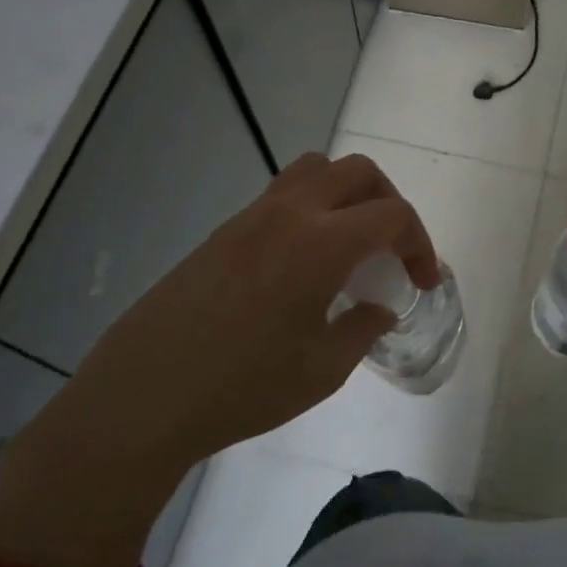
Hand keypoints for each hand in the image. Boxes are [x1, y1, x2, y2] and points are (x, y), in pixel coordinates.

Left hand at [0, 152, 436, 566]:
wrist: (143, 396)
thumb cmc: (242, 388)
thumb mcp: (322, 370)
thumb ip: (363, 329)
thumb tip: (379, 309)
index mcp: (321, 244)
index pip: (392, 214)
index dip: (420, 243)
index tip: (423, 281)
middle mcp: (290, 214)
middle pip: (358, 172)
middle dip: (389, 202)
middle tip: (393, 249)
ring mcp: (251, 217)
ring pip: (315, 170)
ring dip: (347, 194)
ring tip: (350, 242)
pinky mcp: (223, 231)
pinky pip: (281, 195)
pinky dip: (311, 209)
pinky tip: (304, 263)